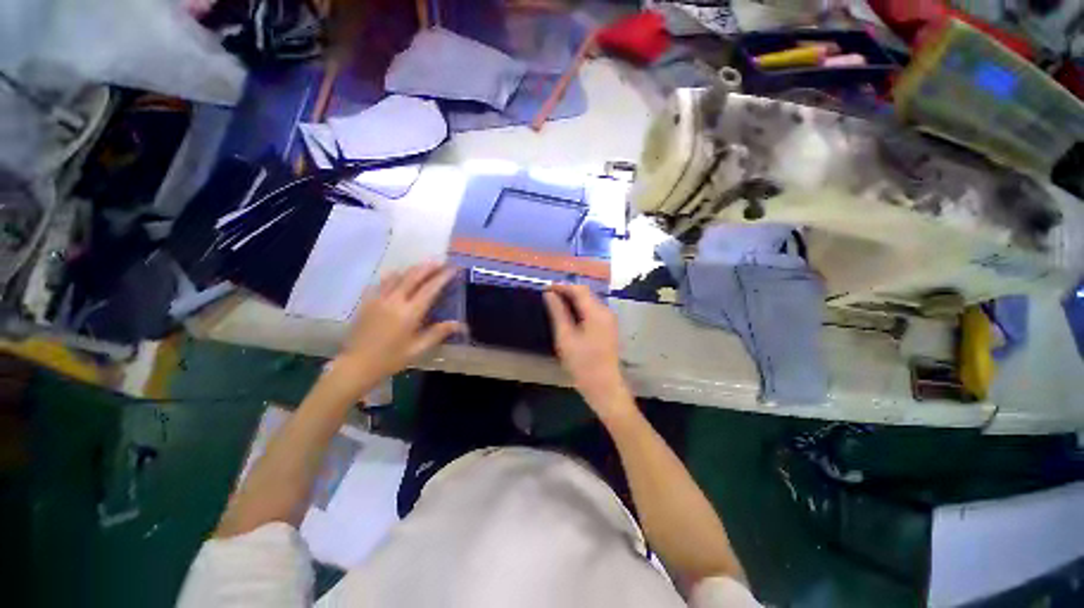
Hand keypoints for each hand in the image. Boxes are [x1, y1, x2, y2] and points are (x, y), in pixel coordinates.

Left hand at [329, 262, 462, 398]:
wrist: (357, 364)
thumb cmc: (391, 358)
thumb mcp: (418, 348)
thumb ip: (438, 333)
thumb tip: (460, 324)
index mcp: (410, 313)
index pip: (430, 289)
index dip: (443, 277)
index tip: (453, 269)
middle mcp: (395, 301)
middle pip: (413, 276)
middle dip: (428, 267)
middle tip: (441, 261)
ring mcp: (379, 299)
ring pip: (397, 276)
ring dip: (413, 269)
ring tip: (424, 266)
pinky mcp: (368, 301)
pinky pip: (382, 282)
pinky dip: (394, 275)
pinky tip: (398, 275)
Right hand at [543, 284, 635, 421]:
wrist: (604, 386)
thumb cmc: (583, 363)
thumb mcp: (565, 337)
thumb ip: (557, 313)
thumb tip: (549, 294)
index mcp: (596, 312)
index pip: (578, 289)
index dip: (561, 286)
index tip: (545, 288)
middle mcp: (606, 311)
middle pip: (586, 293)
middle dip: (567, 291)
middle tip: (548, 295)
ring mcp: (609, 319)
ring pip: (589, 301)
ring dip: (573, 300)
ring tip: (555, 303)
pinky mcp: (608, 327)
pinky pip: (593, 310)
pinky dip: (580, 308)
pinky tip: (569, 315)